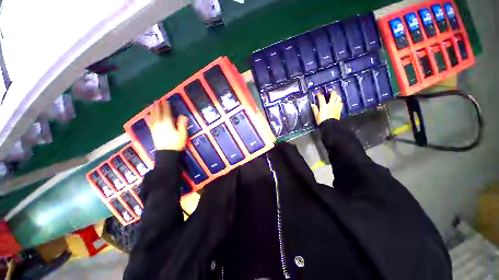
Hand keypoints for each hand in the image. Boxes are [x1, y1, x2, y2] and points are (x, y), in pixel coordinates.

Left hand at [148, 100, 188, 150]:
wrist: (167, 153)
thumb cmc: (176, 143)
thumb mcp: (182, 134)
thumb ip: (182, 124)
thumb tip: (183, 116)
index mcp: (168, 124)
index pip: (167, 113)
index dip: (166, 107)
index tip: (165, 101)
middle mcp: (160, 124)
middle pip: (158, 113)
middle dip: (158, 107)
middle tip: (157, 100)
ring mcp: (155, 128)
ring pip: (153, 117)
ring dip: (153, 110)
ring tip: (152, 106)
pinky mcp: (153, 132)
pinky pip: (150, 123)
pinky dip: (150, 118)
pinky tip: (149, 116)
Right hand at [311, 91, 342, 124]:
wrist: (329, 126)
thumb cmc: (322, 121)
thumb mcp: (316, 115)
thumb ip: (315, 109)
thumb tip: (312, 105)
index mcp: (324, 106)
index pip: (321, 98)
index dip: (319, 95)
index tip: (318, 93)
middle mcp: (330, 105)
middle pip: (333, 95)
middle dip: (332, 92)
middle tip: (330, 91)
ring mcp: (336, 107)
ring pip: (338, 98)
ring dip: (337, 95)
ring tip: (336, 95)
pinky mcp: (339, 110)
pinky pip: (341, 104)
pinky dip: (340, 101)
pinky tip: (339, 102)